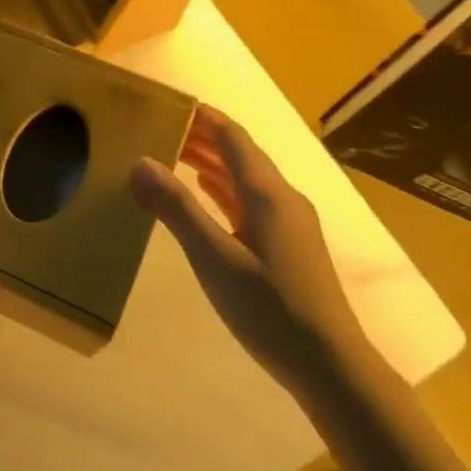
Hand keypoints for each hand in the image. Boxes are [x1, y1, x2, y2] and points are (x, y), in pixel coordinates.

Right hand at [132, 106, 362, 384]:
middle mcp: (282, 198)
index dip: (201, 116)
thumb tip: (140, 162)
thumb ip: (177, 209)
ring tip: (172, 154)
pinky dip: (223, 189)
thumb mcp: (214, 259)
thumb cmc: (270, 310)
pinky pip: (250, 201)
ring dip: (211, 162)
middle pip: (239, 153)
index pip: (232, 137)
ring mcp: (289, 223)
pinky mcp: (288, 245)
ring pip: (245, 178)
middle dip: (201, 136)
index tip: (166, 103)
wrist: (330, 367)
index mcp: (268, 194)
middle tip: (157, 128)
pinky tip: (206, 196)